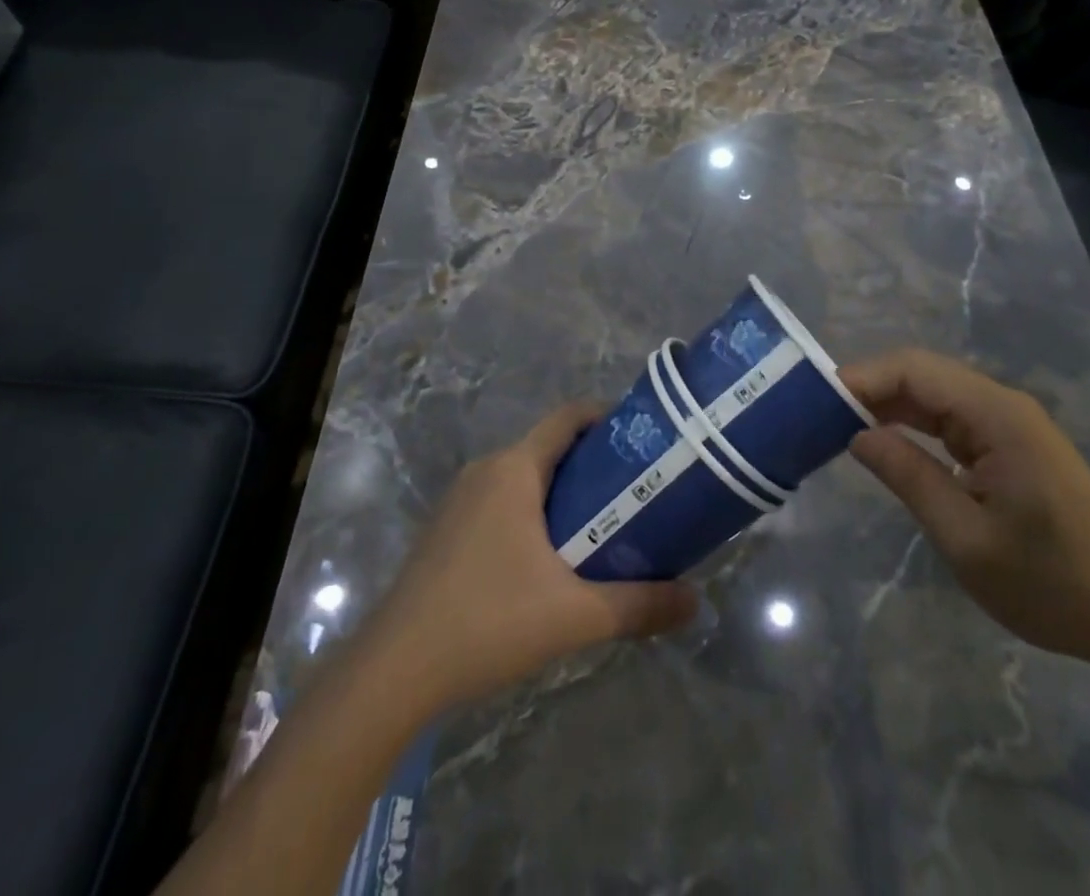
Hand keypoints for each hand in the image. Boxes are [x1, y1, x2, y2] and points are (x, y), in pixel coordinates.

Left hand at [350, 404, 698, 711]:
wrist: (392, 673)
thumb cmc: (487, 622)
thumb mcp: (574, 616)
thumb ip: (639, 606)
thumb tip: (696, 602)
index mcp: (514, 469)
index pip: (568, 418)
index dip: (607, 417)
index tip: (644, 438)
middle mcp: (486, 470)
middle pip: (550, 448)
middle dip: (594, 463)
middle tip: (637, 491)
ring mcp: (460, 500)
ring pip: (525, 478)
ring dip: (564, 492)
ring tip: (605, 525)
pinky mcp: (446, 530)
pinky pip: (502, 501)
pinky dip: (534, 513)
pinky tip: (552, 559)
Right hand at [843, 348, 1089, 667]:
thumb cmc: (1054, 585)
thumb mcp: (967, 539)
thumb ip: (909, 477)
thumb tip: (856, 435)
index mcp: (996, 415)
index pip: (913, 370)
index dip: (861, 377)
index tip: (814, 401)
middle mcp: (1002, 405)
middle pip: (922, 375)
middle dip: (868, 389)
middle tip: (816, 416)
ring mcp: (1010, 425)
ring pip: (934, 396)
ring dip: (888, 407)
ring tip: (836, 427)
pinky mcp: (1011, 447)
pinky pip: (951, 420)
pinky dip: (913, 427)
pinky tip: (884, 444)